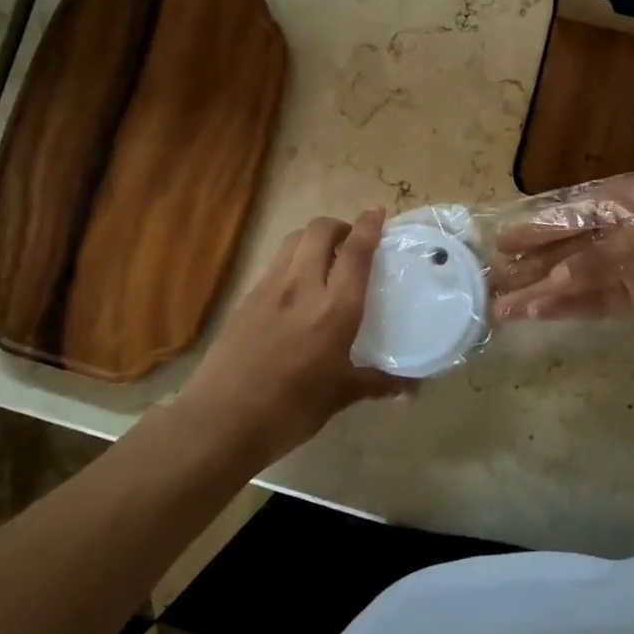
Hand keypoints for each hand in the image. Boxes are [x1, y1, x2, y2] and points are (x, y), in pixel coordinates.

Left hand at [184, 209, 408, 461]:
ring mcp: (269, 289)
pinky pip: (275, 263)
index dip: (369, 226)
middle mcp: (302, 287)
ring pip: (292, 240)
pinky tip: (296, 288)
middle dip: (339, 225)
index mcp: (334, 309)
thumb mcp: (339, 396)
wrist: (221, 421)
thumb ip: (376, 382)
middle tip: (351, 242)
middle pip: (319, 230)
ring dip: (312, 238)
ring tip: (324, 258)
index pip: (355, 252)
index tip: (378, 212)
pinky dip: (292, 260)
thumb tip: (412, 388)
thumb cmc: (290, 410)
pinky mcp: (245, 299)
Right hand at [491, 174, 633, 320]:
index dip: (531, 233)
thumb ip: (601, 258)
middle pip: (563, 253)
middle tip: (490, 288)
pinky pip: (598, 302)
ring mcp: (627, 267)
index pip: (563, 219)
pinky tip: (543, 314)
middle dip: (529, 270)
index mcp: (615, 204)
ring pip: (574, 281)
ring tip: (504, 310)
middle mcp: (614, 233)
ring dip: (542, 294)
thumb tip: (555, 281)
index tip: (499, 247)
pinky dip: (571, 308)